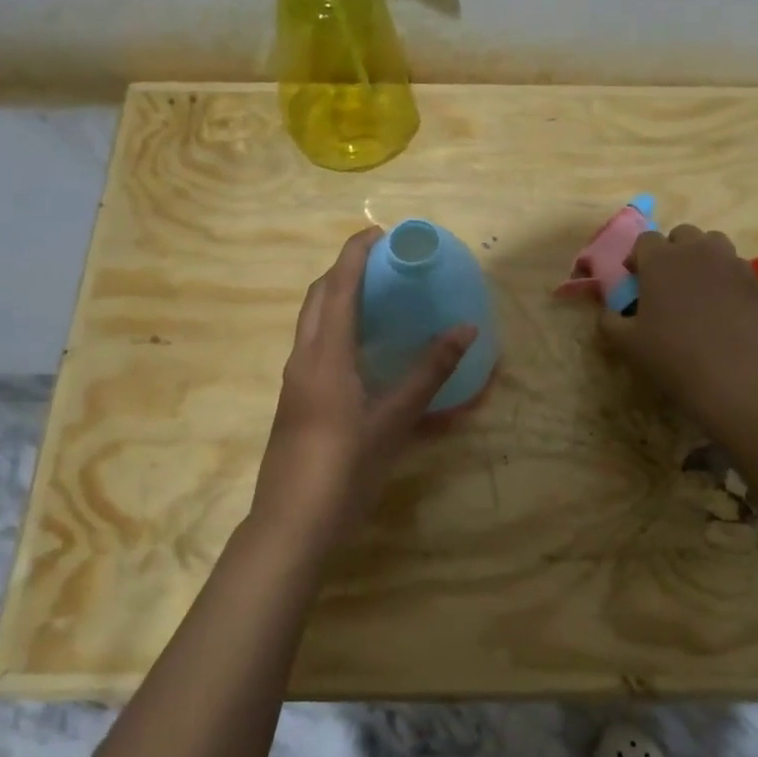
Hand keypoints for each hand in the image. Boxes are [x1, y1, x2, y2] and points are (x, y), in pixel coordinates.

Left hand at [251, 227, 475, 541]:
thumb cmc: (345, 468)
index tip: (381, 232)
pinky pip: (313, 347)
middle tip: (382, 263)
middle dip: (344, 270)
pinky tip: (362, 351)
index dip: (356, 253)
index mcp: (325, 354)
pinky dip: (335, 330)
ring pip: (311, 322)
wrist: (292, 524)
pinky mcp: (295, 401)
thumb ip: (429, 373)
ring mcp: (294, 381)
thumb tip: (465, 330)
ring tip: (375, 298)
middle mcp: (303, 358)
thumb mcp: (394, 420)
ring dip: (337, 299)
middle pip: (317, 297)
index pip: (338, 285)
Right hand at [598, 224, 757, 431]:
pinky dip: (726, 277)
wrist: (733, 376)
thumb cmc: (671, 355)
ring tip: (698, 287)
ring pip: (713, 243)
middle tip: (667, 281)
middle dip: (672, 251)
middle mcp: (696, 250)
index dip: (638, 257)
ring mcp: (730, 262)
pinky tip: (723, 305)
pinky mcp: (755, 280)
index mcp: (660, 259)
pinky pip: (736, 266)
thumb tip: (608, 312)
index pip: (645, 240)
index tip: (635, 279)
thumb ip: (609, 320)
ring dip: (701, 256)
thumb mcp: (625, 342)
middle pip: (682, 234)